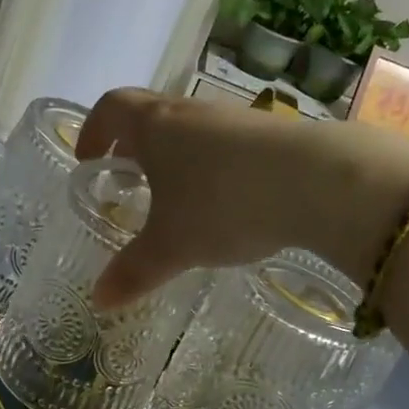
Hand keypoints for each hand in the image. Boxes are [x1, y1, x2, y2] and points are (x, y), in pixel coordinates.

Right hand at [76, 88, 408, 306]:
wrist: (319, 181)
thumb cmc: (224, 204)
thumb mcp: (173, 246)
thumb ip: (133, 272)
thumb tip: (99, 300)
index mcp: (156, 126)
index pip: (111, 108)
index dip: (94, 130)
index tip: (89, 159)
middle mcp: (191, 112)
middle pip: (150, 113)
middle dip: (131, 145)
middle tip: (126, 180)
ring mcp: (234, 118)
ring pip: (190, 128)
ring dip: (174, 155)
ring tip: (174, 197)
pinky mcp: (271, 132)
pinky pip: (226, 143)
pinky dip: (211, 164)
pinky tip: (224, 201)